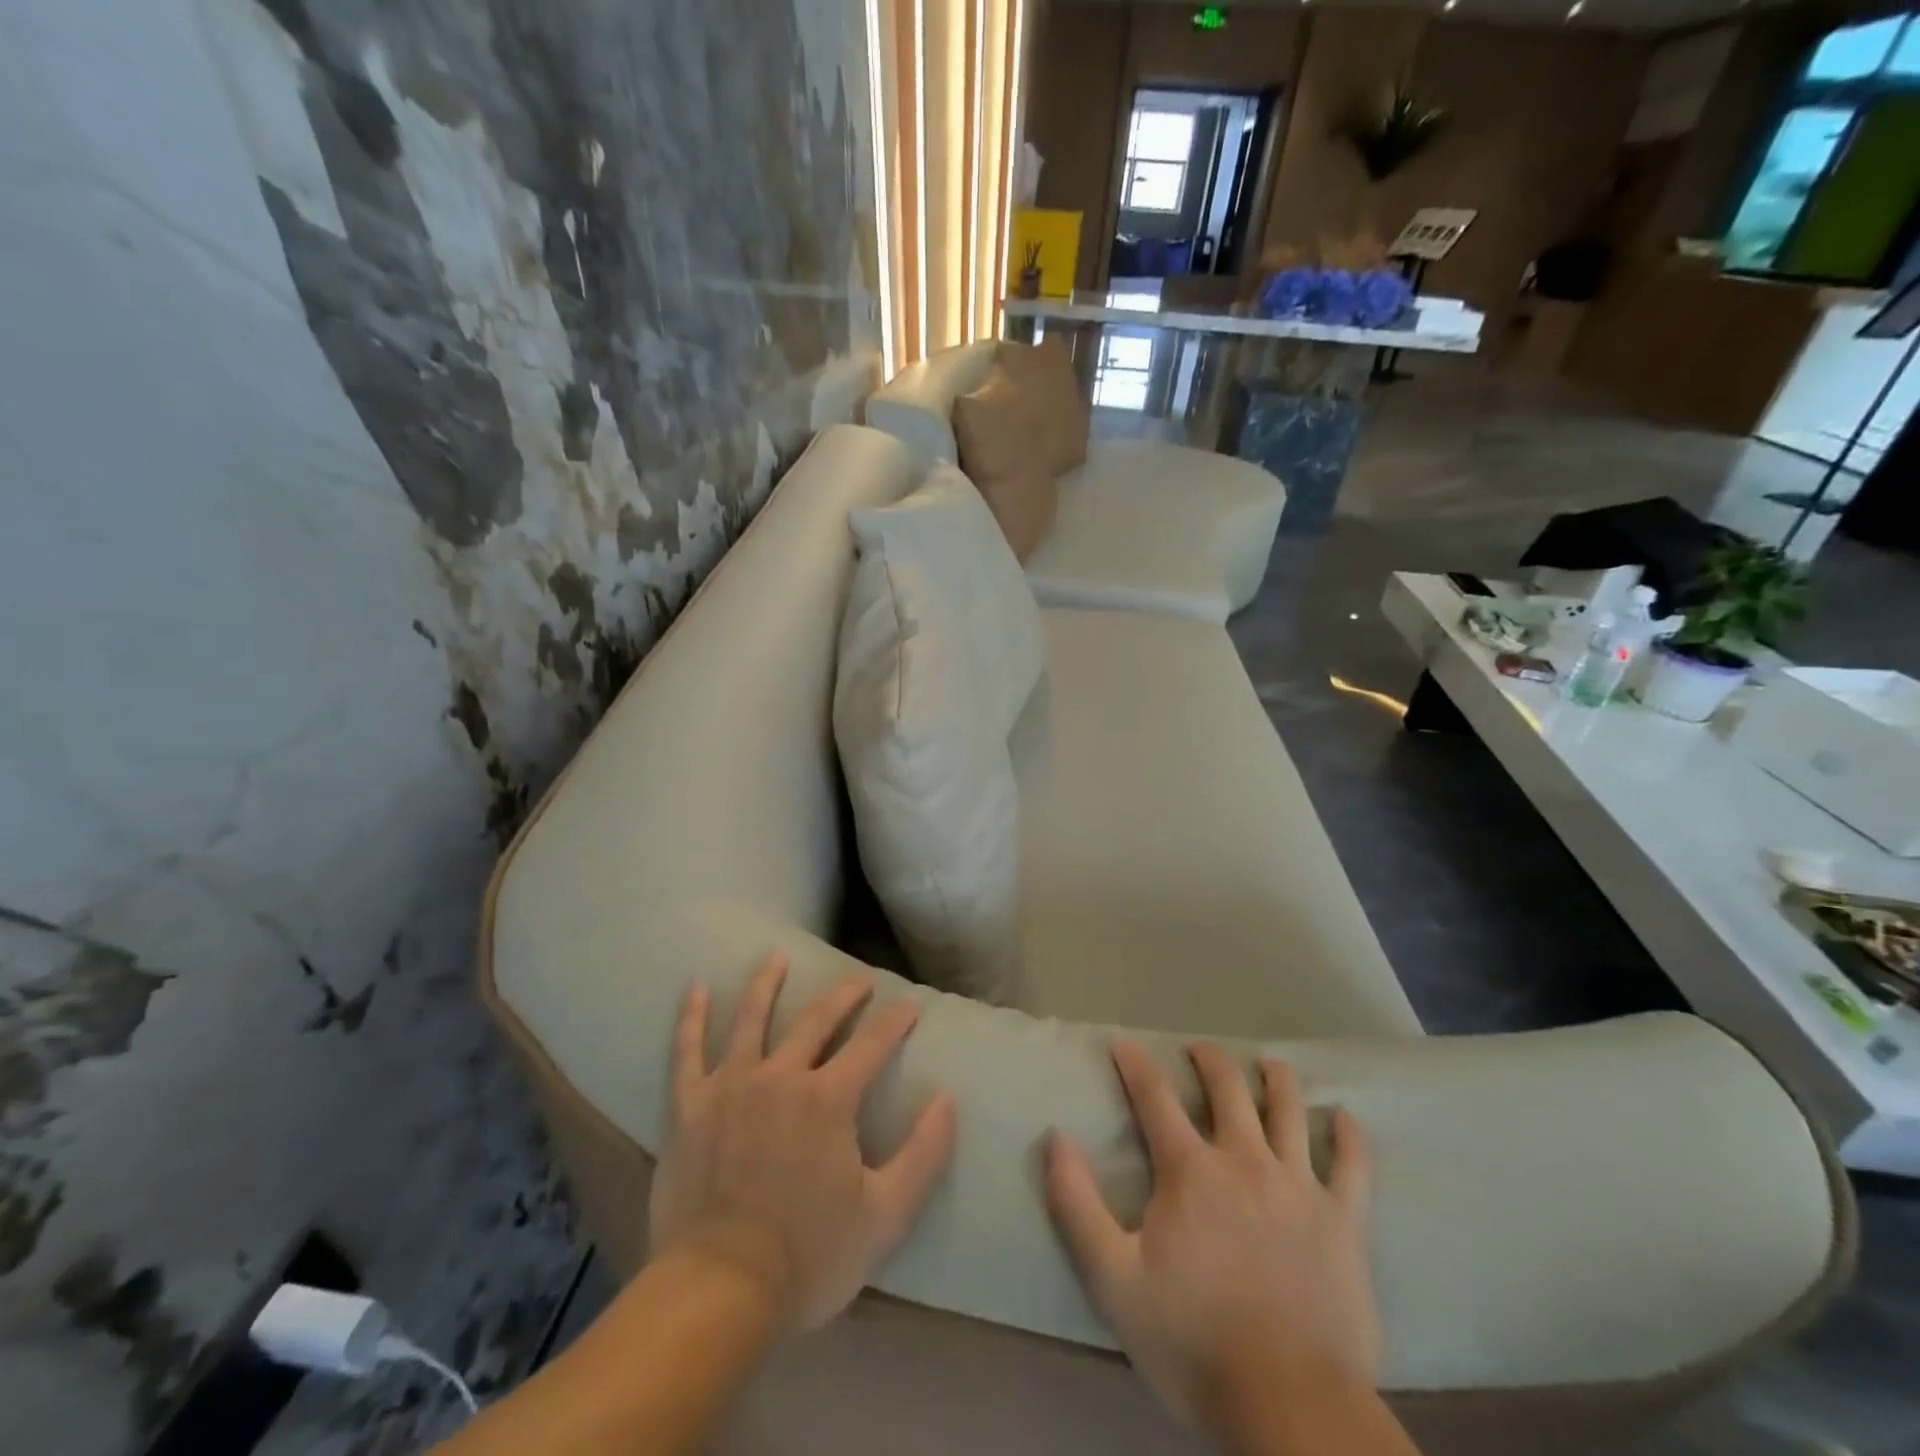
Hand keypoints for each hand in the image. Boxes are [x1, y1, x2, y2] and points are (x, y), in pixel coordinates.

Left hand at [648, 953, 957, 1331]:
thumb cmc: (809, 1256)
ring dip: (767, 984)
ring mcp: (731, 1086)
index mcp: (829, 1098)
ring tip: (777, 958)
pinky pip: (687, 1052)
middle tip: (860, 979)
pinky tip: (695, 988)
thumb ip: (924, 1154)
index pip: (872, 1044)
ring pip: (751, 1019)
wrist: (718, 1292)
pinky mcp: (689, 1107)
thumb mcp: (885, 1215)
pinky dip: (690, 1018)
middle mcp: (781, 1076)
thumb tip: (948, 1099)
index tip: (910, 1005)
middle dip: (844, 995)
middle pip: (817, 1020)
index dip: (896, 1021)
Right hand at [1045, 1042, 1379, 1432]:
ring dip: (1276, 1079)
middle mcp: (1246, 1160)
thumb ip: (1077, 1204)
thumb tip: (1056, 1137)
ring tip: (1268, 1064)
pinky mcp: (1345, 1222)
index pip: (1155, 1097)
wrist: (1291, 1410)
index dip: (1135, 1064)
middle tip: (1199, 1050)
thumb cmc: (1193, 1342)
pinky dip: (1350, 1136)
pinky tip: (1345, 1118)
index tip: (1123, 1043)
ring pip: (1290, 1111)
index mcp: (1191, 1170)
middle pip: (1228, 1088)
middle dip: (1209, 1060)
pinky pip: (1354, 1166)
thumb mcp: (1113, 1279)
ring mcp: (1300, 1187)